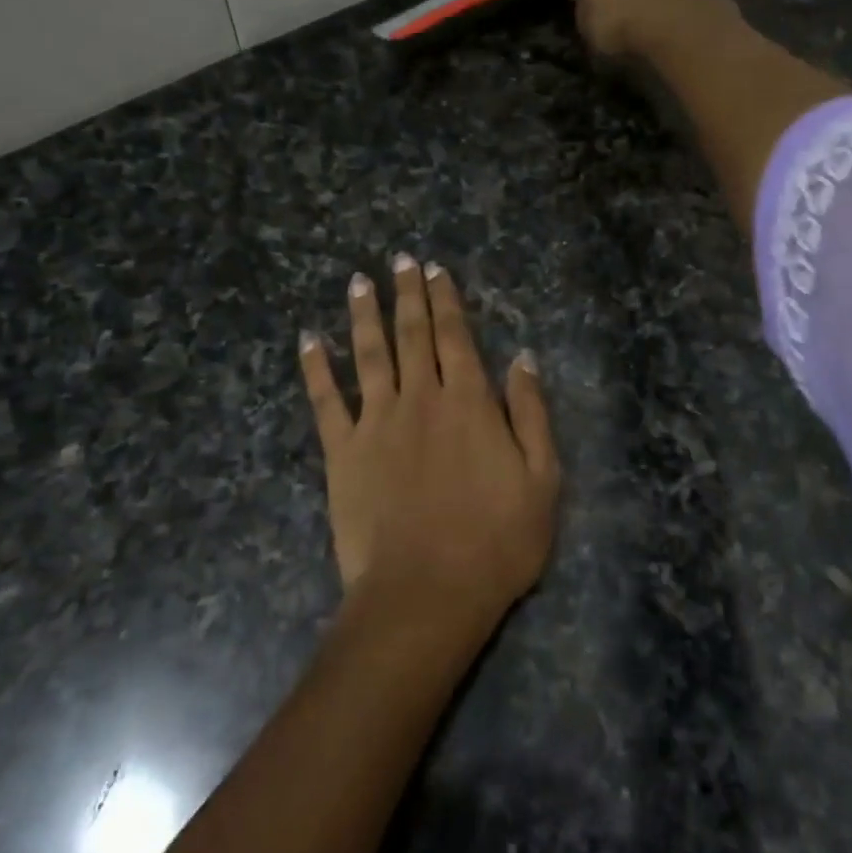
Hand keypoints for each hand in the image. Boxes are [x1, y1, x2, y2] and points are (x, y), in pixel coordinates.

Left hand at [300, 256, 559, 631]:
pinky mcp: (342, 451)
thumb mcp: (542, 478)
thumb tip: (523, 358)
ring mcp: (376, 422)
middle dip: (407, 294)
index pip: (456, 337)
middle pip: (412, 334)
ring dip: (363, 315)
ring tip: (358, 282)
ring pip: (369, 354)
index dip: (446, 300)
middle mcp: (421, 398)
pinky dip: (316, 368)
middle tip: (399, 260)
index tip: (435, 270)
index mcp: (469, 402)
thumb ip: (532, 413)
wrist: (426, 593)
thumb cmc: (496, 541)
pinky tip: (309, 340)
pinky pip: (325, 400)